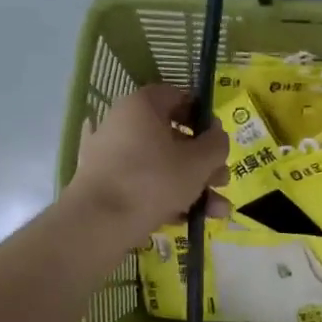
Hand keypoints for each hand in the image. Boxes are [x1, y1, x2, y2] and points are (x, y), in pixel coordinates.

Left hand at [66, 85, 230, 243]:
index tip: (219, 139)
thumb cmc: (153, 181)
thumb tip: (216, 136)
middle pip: (173, 137)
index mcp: (141, 106)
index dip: (203, 116)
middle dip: (204, 163)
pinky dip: (166, 198)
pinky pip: (142, 184)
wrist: (98, 224)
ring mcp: (110, 156)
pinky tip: (187, 220)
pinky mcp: (105, 185)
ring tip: (216, 211)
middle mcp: (122, 124)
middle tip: (222, 181)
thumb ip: (216, 145)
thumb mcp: (198, 162)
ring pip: (161, 166)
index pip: (178, 97)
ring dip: (193, 187)